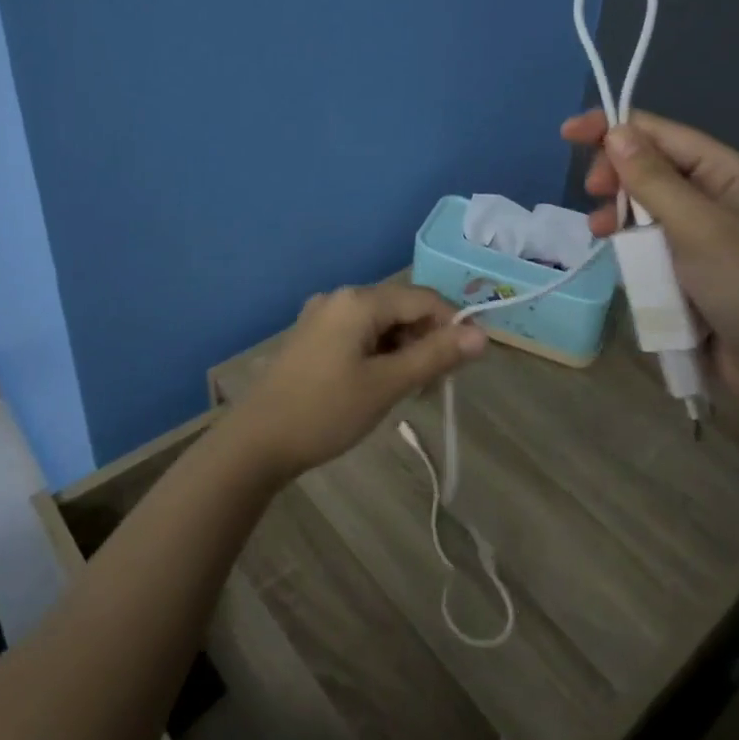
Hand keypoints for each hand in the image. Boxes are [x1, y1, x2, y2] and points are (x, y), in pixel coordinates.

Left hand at [229, 283, 486, 481]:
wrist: (256, 442)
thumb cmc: (326, 411)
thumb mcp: (387, 385)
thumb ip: (435, 356)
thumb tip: (482, 335)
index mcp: (359, 300)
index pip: (424, 299)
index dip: (452, 326)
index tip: (464, 365)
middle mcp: (340, 297)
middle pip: (402, 308)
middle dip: (426, 341)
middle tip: (433, 387)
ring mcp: (322, 316)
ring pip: (381, 324)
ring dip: (403, 351)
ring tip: (407, 392)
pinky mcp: (312, 337)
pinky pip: (359, 334)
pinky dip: (379, 354)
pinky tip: (378, 386)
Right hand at [562, 109, 738, 423]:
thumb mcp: (700, 227)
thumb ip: (653, 180)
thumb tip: (616, 131)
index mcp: (726, 173)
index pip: (661, 134)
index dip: (614, 128)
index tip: (568, 134)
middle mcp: (712, 198)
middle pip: (648, 168)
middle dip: (616, 174)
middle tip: (594, 194)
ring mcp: (698, 238)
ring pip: (642, 209)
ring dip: (617, 213)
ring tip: (599, 231)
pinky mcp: (685, 273)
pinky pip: (646, 246)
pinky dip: (627, 246)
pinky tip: (614, 255)